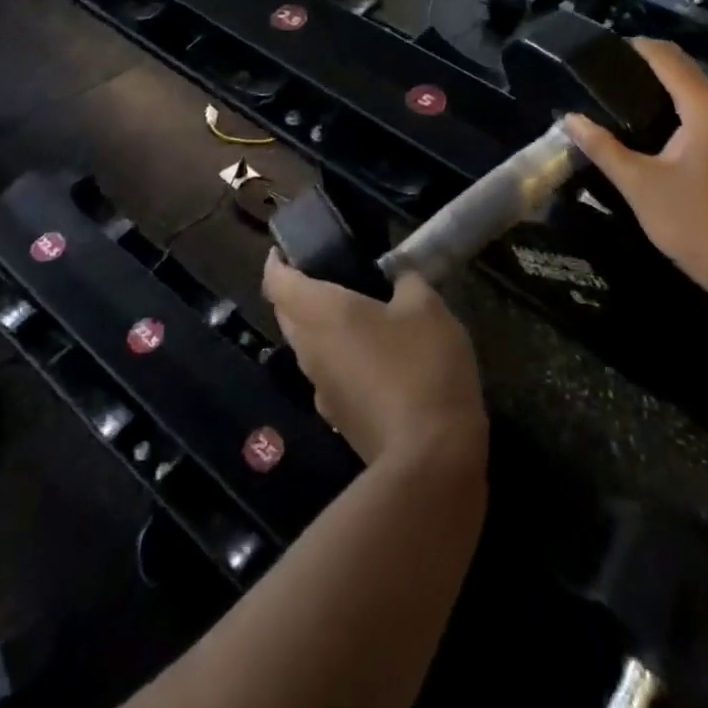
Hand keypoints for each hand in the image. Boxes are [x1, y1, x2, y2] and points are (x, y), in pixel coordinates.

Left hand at [262, 254, 486, 466]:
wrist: (430, 459)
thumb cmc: (421, 366)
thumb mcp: (426, 307)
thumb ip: (408, 282)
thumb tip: (399, 279)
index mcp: (320, 312)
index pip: (277, 282)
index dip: (277, 262)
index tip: (286, 249)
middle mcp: (310, 349)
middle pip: (287, 314)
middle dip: (297, 292)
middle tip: (327, 273)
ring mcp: (321, 389)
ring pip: (307, 346)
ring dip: (319, 327)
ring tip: (355, 310)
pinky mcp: (340, 419)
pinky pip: (328, 375)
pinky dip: (340, 357)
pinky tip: (373, 356)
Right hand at [563, 41, 707, 313]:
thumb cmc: (699, 227)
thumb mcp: (640, 186)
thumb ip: (603, 147)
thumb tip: (570, 119)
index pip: (669, 57)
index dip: (636, 47)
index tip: (604, 52)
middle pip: (688, 75)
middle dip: (649, 74)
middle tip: (607, 86)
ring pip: (704, 99)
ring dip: (670, 98)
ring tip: (629, 111)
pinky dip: (689, 119)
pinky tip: (665, 142)